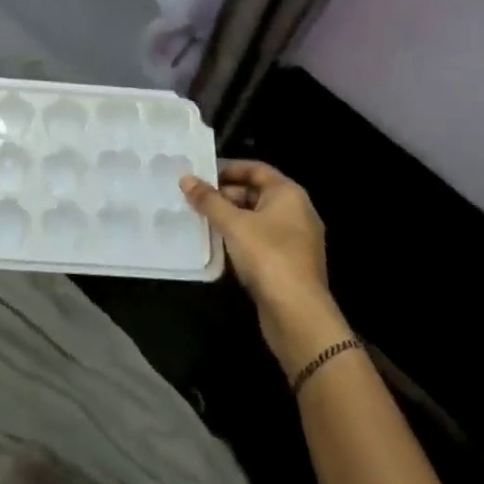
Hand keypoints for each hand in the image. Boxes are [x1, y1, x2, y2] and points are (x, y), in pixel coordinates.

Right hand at [182, 160, 350, 372]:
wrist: (298, 315)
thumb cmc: (268, 256)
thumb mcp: (233, 223)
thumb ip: (208, 200)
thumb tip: (185, 179)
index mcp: (289, 194)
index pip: (256, 169)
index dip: (227, 168)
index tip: (201, 173)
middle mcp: (296, 212)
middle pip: (255, 193)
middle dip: (224, 195)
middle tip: (195, 198)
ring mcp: (295, 240)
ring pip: (256, 219)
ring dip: (229, 218)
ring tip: (200, 219)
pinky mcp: (289, 264)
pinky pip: (260, 241)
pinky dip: (239, 238)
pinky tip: (217, 245)